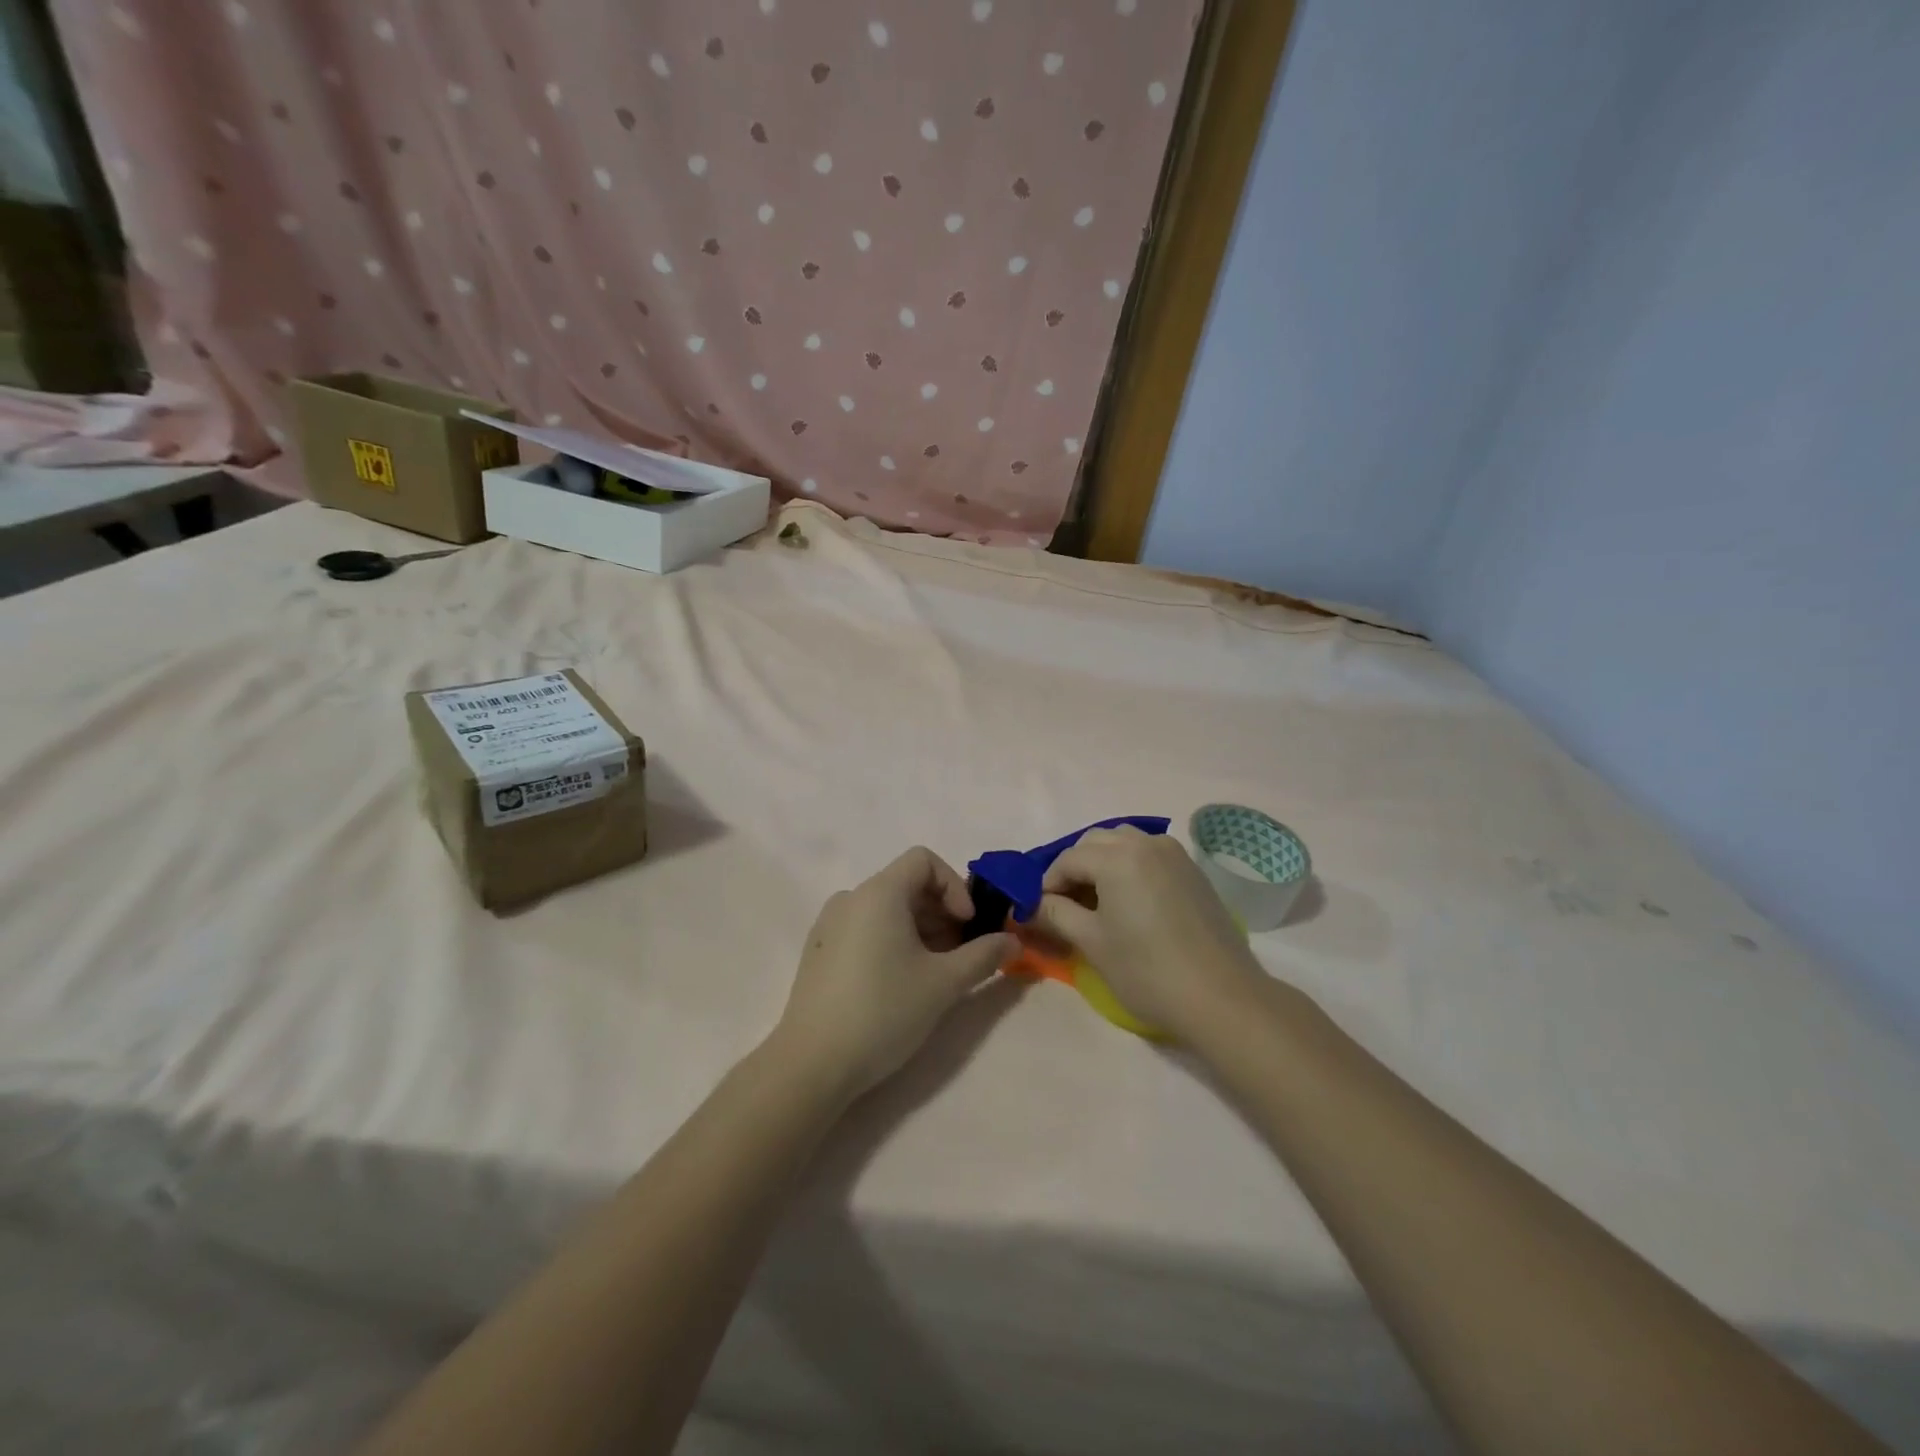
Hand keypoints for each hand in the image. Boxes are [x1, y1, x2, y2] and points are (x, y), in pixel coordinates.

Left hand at [771, 848, 1014, 1100]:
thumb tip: (1012, 941)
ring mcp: (829, 925)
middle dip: (942, 913)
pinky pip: (866, 929)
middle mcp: (851, 898)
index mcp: (878, 893)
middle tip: (962, 955)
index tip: (967, 925)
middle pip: (907, 885)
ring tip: (935, 973)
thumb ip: (984, 956)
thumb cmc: (883, 1011)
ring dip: (921, 930)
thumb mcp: (944, 984)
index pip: (924, 860)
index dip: (954, 886)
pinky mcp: (819, 952)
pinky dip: (893, 942)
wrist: (812, 1064)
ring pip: (887, 910)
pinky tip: (901, 983)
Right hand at [1033, 826, 1266, 1041]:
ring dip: (1103, 862)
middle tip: (1065, 905)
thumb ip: (1056, 914)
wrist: (1222, 997)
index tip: (1038, 911)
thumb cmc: (1147, 971)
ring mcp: (1175, 854)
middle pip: (1096, 842)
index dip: (1047, 883)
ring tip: (1096, 901)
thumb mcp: (1092, 943)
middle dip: (1075, 867)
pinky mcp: (1193, 871)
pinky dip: (1130, 867)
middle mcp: (1146, 843)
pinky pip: (1150, 855)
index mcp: (1117, 856)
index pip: (1068, 859)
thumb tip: (1029, 905)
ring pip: (1125, 843)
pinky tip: (1129, 902)